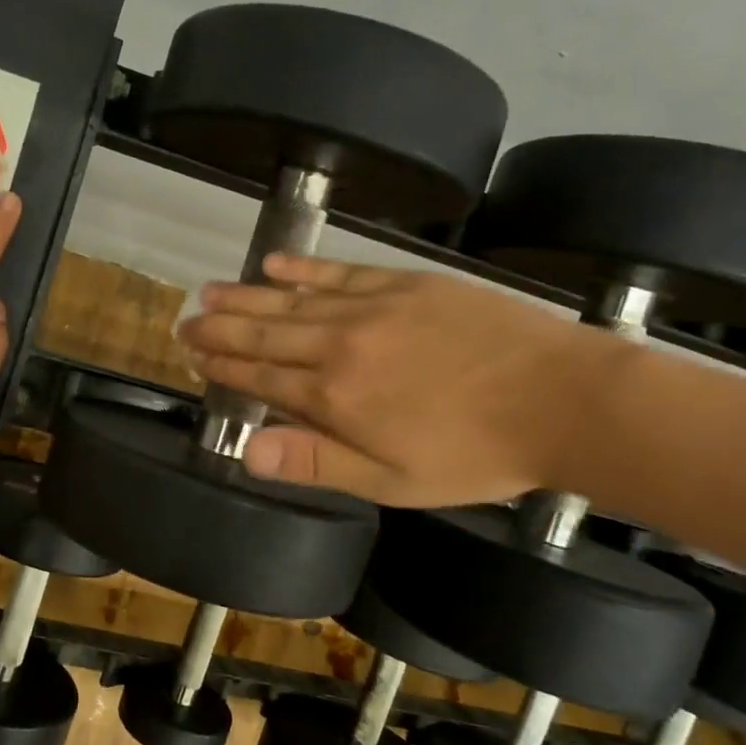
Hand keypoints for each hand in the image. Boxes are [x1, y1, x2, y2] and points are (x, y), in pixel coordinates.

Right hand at [177, 255, 613, 506]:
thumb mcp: (391, 480)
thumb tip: (244, 452)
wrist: (560, 399)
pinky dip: (302, 269)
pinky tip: (273, 264)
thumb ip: (315, 461)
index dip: (222, 368)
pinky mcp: (404, 283)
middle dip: (220, 330)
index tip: (192, 357)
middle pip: (264, 335)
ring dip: (245, 297)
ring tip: (209, 292)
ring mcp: (371, 308)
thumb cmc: (474, 454)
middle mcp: (339, 345)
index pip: (260, 379)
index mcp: (333, 397)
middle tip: (185, 322)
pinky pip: (339, 274)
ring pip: (291, 301)